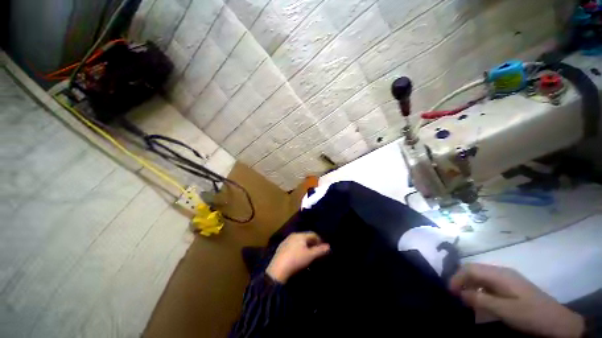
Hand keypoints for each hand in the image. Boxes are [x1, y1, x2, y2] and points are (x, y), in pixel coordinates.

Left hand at [266, 232, 329, 282]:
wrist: (278, 268)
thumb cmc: (296, 260)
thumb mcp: (310, 256)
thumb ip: (320, 250)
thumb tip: (329, 246)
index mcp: (300, 235)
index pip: (313, 234)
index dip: (319, 240)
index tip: (323, 247)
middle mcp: (293, 235)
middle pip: (305, 237)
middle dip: (312, 243)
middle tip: (316, 251)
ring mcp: (286, 240)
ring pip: (298, 241)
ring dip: (304, 246)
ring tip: (307, 254)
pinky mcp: (281, 247)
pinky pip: (292, 245)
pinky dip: (297, 248)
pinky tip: (297, 256)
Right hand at [450, 263, 583, 337]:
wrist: (556, 321)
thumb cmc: (529, 314)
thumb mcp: (504, 310)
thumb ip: (480, 300)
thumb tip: (460, 293)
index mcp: (500, 274)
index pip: (470, 268)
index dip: (457, 277)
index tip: (450, 291)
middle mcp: (501, 272)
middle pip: (474, 270)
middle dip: (462, 281)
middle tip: (456, 295)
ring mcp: (507, 278)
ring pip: (481, 277)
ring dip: (470, 286)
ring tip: (465, 299)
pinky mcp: (511, 286)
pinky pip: (489, 284)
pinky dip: (480, 290)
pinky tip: (480, 300)